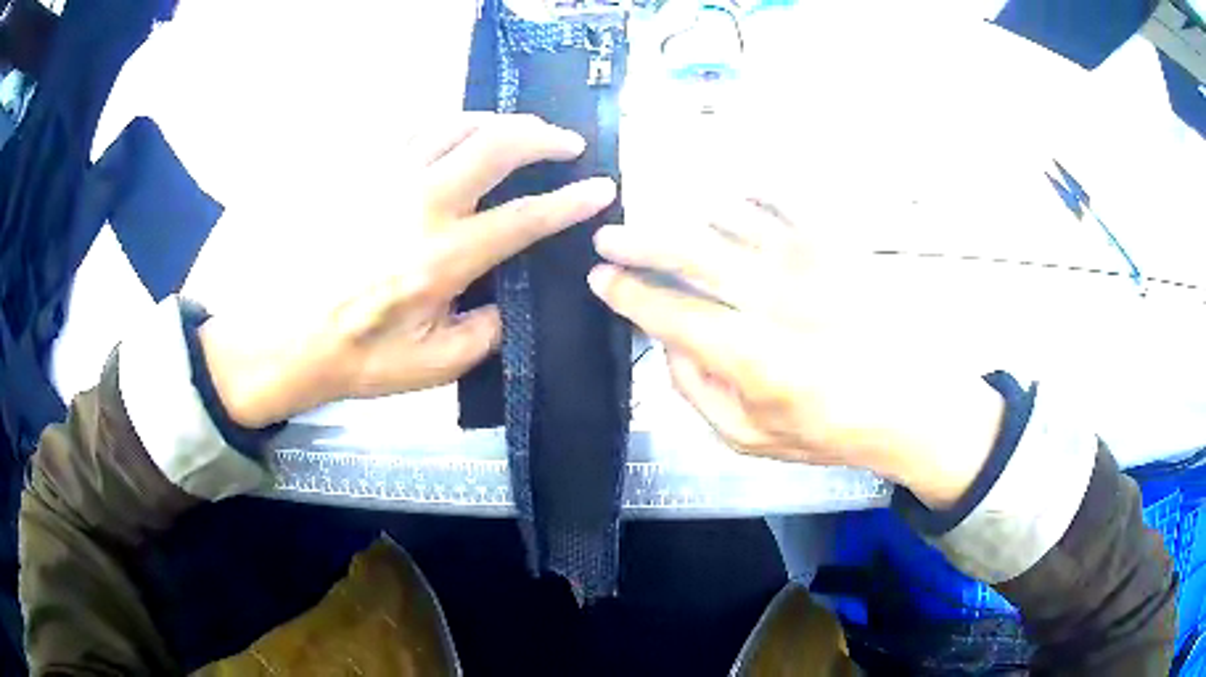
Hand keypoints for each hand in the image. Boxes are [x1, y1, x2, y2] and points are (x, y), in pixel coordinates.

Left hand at [198, 113, 616, 428]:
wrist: (287, 339)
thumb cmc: (359, 357)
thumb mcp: (433, 366)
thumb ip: (486, 333)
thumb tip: (507, 299)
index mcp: (443, 257)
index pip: (524, 218)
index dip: (570, 201)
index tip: (602, 188)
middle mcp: (420, 204)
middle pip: (495, 145)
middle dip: (543, 137)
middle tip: (566, 142)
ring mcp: (385, 179)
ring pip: (456, 124)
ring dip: (498, 121)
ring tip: (519, 130)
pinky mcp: (360, 172)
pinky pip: (412, 128)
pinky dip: (448, 124)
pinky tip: (458, 134)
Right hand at [588, 198, 1003, 508]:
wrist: (912, 402)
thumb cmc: (831, 429)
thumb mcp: (751, 439)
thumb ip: (697, 394)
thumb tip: (669, 345)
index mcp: (748, 354)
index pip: (667, 312)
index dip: (626, 293)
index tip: (601, 279)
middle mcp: (771, 296)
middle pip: (687, 252)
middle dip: (637, 243)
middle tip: (608, 237)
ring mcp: (806, 261)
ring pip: (727, 220)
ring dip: (689, 221)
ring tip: (676, 230)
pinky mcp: (834, 242)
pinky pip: (779, 202)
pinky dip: (748, 198)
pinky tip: (735, 204)